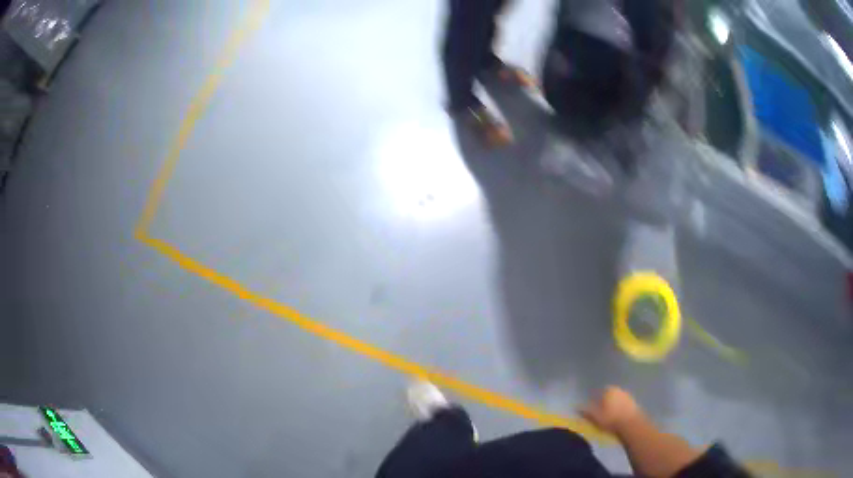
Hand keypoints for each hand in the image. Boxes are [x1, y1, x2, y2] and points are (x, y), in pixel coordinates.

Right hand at [581, 386, 642, 435]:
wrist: (631, 424)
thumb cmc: (610, 419)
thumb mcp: (595, 416)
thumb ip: (586, 410)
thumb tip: (576, 406)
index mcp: (609, 390)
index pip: (599, 391)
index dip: (595, 398)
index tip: (592, 407)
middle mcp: (620, 390)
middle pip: (609, 394)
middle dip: (605, 401)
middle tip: (599, 412)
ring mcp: (628, 396)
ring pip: (617, 399)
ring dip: (613, 405)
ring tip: (608, 416)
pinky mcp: (635, 404)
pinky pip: (624, 405)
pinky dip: (620, 409)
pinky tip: (617, 418)